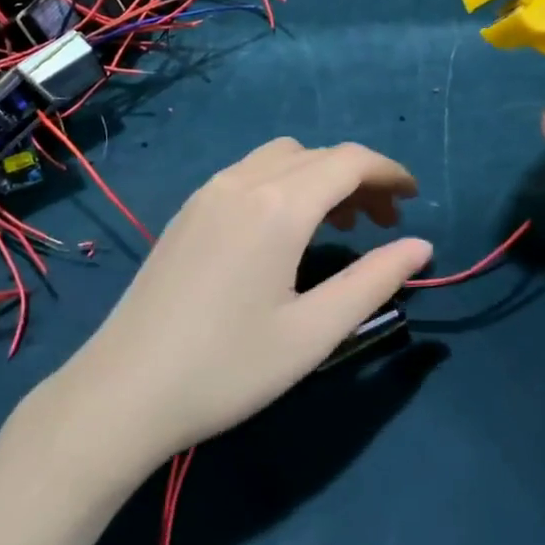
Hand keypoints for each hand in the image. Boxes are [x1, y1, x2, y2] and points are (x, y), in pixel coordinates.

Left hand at [50, 139, 431, 474]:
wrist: (124, 389)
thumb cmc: (227, 367)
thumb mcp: (313, 333)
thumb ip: (372, 282)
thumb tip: (420, 246)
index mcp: (279, 206)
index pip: (349, 162)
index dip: (389, 173)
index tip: (414, 199)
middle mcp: (244, 180)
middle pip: (318, 155)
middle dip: (359, 178)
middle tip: (384, 224)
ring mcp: (210, 190)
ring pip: (282, 158)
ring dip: (320, 176)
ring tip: (339, 227)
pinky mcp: (189, 208)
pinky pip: (250, 172)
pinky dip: (285, 182)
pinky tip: (285, 230)